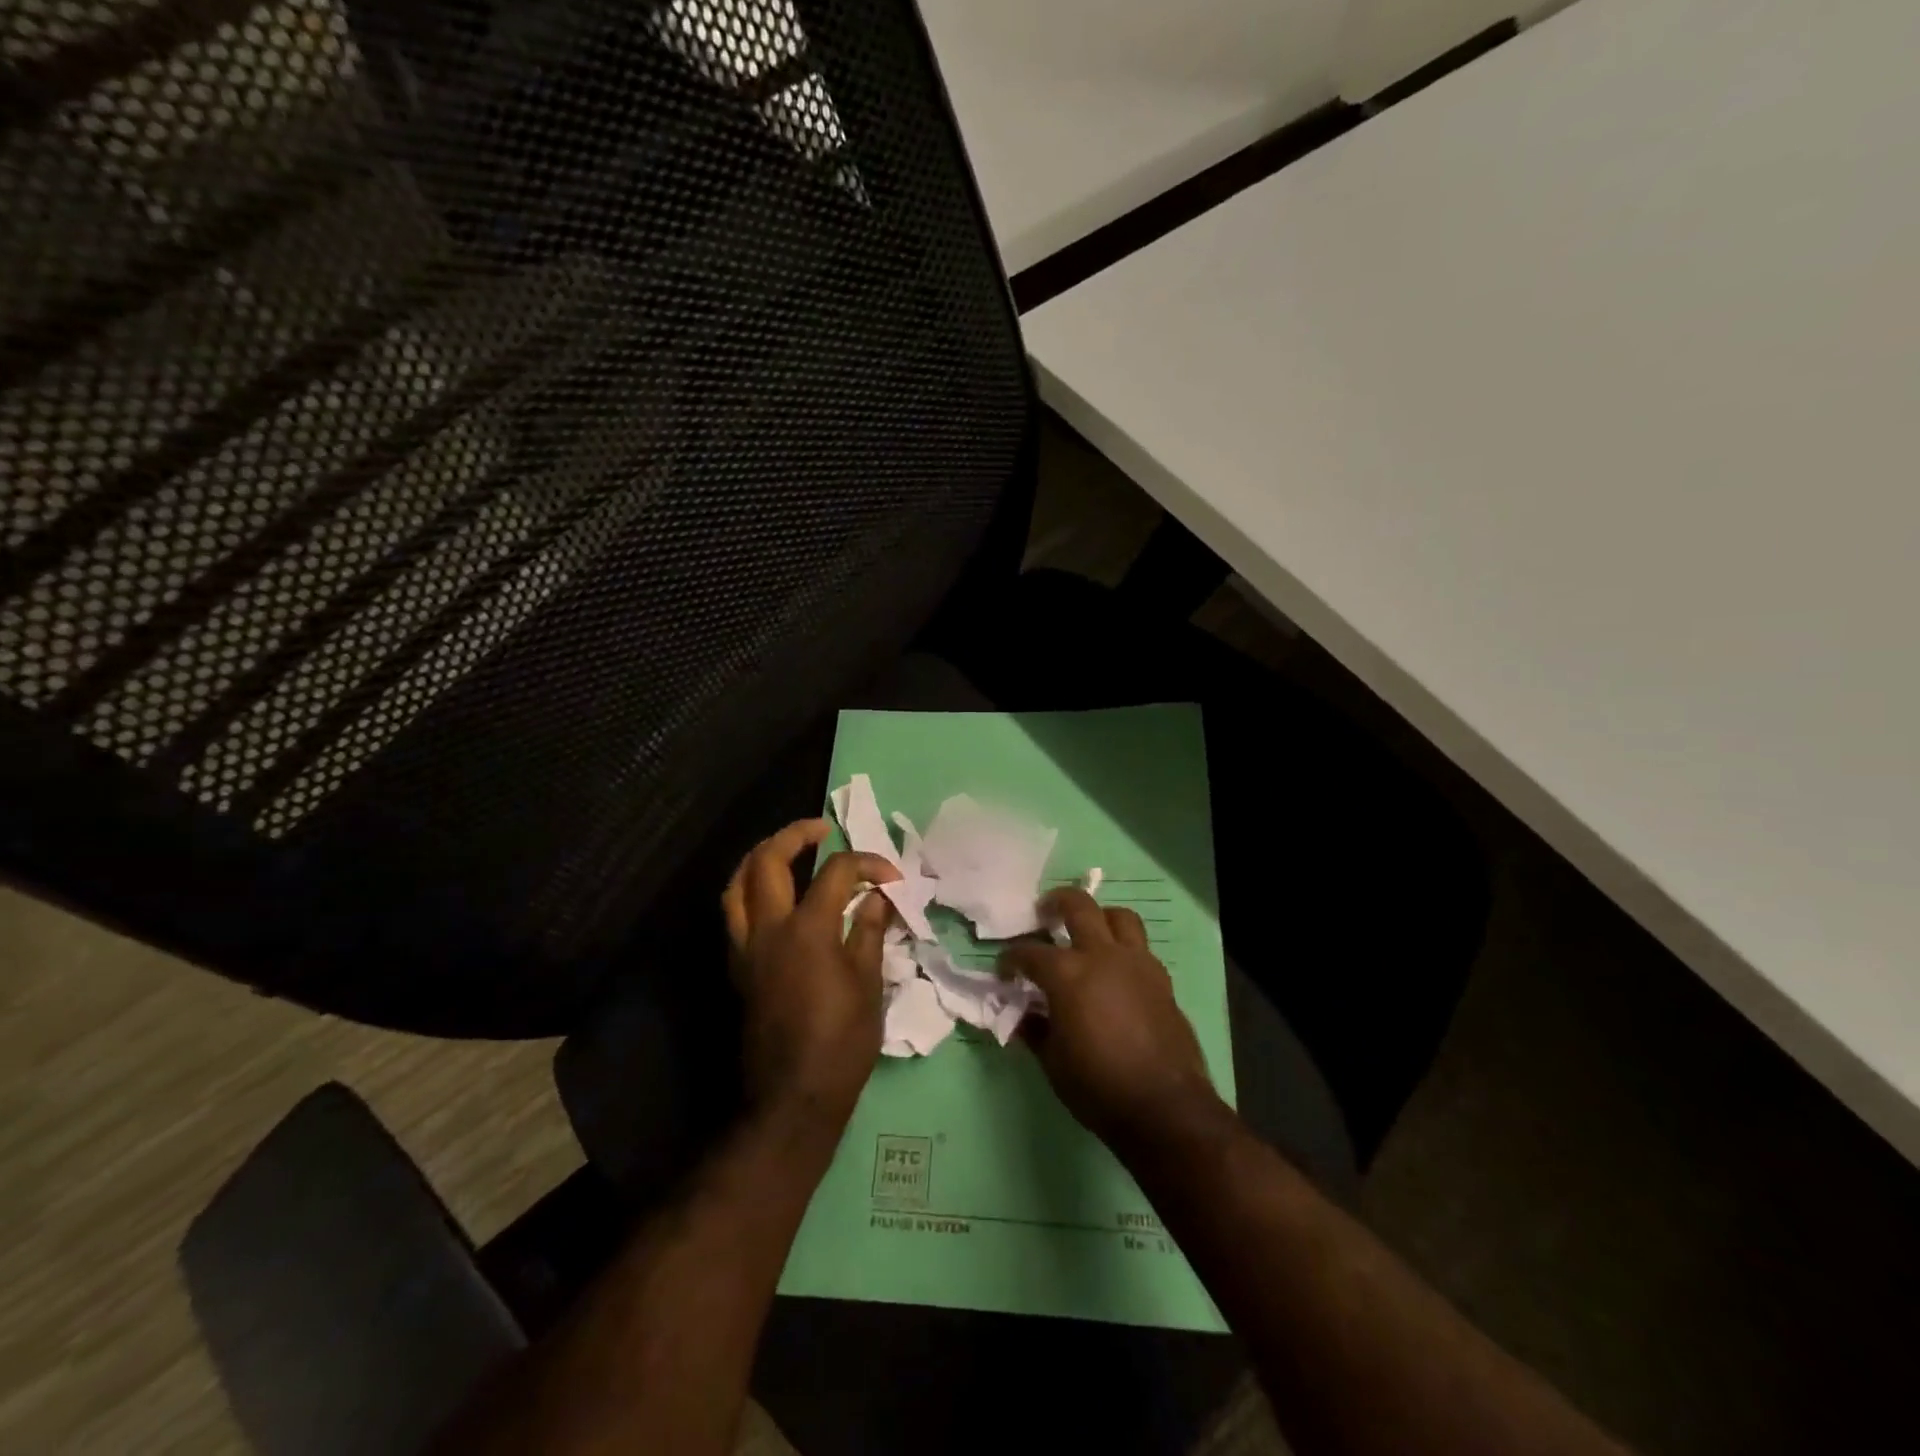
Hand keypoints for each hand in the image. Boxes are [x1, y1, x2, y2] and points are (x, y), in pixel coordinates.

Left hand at [722, 820, 898, 1123]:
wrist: (794, 1097)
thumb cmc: (842, 1042)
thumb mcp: (869, 984)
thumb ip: (871, 931)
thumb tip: (878, 897)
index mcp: (808, 930)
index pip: (836, 872)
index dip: (867, 864)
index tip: (891, 877)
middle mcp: (769, 929)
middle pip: (768, 861)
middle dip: (795, 835)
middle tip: (822, 829)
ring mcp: (747, 948)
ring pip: (737, 884)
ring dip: (761, 858)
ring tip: (788, 851)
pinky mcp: (739, 968)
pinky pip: (734, 914)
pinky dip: (750, 891)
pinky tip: (773, 896)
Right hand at [999, 887, 1218, 1148]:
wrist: (1165, 1108)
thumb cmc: (1098, 1086)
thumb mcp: (1053, 1063)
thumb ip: (1035, 1030)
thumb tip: (1024, 1015)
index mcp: (1068, 974)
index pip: (1030, 952)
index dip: (1011, 959)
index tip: (1005, 970)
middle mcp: (1102, 956)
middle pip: (1079, 906)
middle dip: (1056, 903)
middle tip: (1044, 912)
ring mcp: (1137, 963)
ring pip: (1119, 916)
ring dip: (1099, 917)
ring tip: (1088, 932)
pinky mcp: (1161, 979)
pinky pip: (1139, 947)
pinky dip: (1123, 949)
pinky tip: (1115, 971)